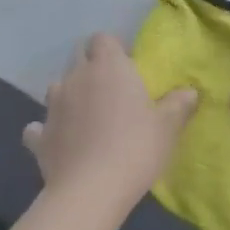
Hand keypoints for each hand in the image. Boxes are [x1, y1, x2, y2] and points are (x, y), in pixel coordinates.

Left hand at [23, 33, 196, 224]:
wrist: (90, 191)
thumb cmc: (135, 148)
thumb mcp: (167, 127)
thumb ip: (179, 105)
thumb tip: (190, 92)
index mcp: (109, 66)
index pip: (103, 38)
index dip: (114, 49)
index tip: (128, 67)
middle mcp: (76, 77)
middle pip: (78, 56)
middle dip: (90, 65)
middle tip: (110, 89)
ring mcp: (53, 106)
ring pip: (57, 87)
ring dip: (69, 95)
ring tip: (86, 116)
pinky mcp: (39, 136)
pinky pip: (38, 127)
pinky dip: (47, 131)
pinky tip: (59, 142)